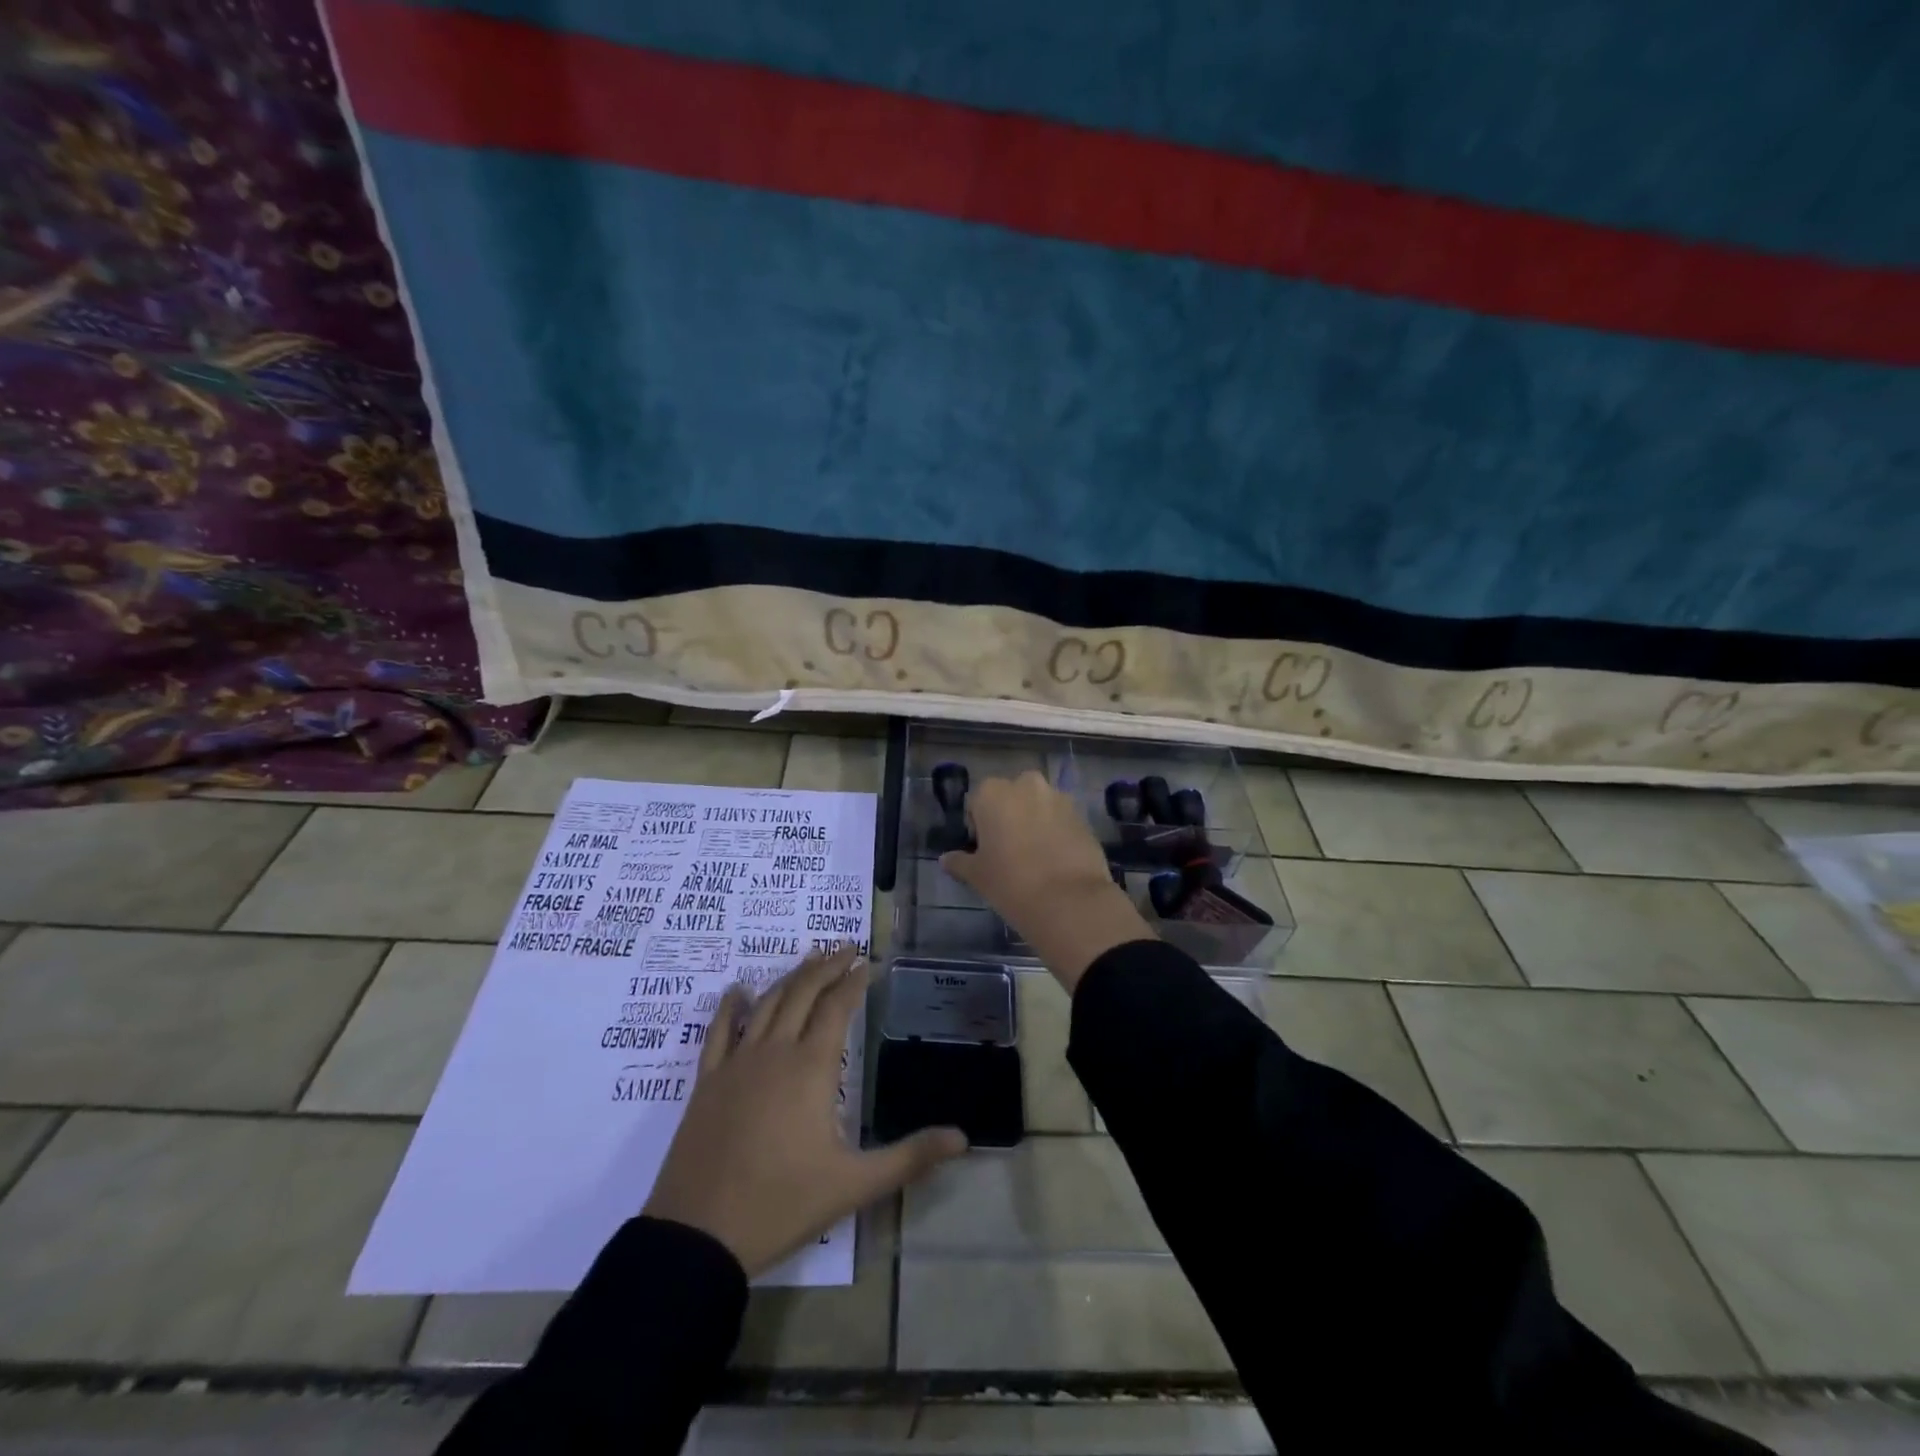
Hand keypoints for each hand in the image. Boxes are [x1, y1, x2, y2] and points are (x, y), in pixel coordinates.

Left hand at [643, 944, 965, 1276]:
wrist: (699, 1236)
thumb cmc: (782, 1204)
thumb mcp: (854, 1184)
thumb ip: (910, 1157)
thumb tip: (963, 1138)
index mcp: (811, 1068)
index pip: (837, 1007)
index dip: (853, 981)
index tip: (867, 963)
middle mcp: (775, 1052)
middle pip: (802, 993)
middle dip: (826, 966)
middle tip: (845, 947)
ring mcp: (737, 1064)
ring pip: (766, 1004)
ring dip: (790, 978)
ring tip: (809, 960)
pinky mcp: (707, 1082)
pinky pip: (718, 1032)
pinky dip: (730, 1007)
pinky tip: (737, 991)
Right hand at [940, 771, 1152, 989]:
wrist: (1069, 900)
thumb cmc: (1010, 882)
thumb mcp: (977, 875)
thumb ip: (959, 862)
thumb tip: (946, 860)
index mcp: (993, 792)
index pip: (977, 802)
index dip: (978, 826)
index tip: (983, 851)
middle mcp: (1026, 785)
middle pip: (1011, 797)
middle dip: (1008, 817)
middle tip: (1007, 851)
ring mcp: (1058, 798)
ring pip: (1038, 806)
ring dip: (1034, 822)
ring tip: (1034, 857)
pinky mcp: (1083, 816)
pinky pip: (1061, 819)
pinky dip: (1056, 832)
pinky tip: (1055, 860)